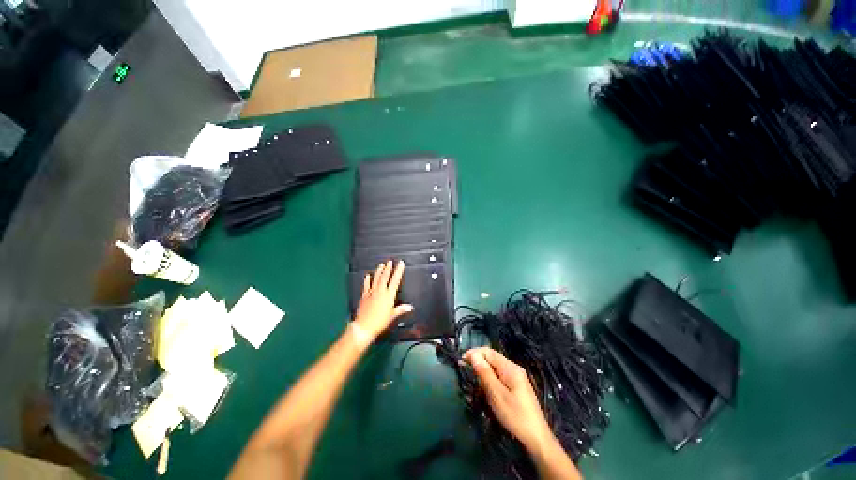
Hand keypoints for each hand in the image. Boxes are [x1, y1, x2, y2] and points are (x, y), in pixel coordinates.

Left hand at [353, 261, 412, 339]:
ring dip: (379, 271)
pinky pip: (366, 285)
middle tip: (390, 262)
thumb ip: (401, 309)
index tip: (400, 264)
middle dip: (388, 268)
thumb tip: (410, 307)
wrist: (364, 326)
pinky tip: (368, 275)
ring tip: (381, 265)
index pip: (395, 280)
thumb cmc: (380, 322)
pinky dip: (367, 280)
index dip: (398, 271)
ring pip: (376, 279)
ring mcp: (371, 293)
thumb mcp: (392, 315)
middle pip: (385, 277)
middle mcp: (380, 291)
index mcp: (389, 295)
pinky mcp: (364, 296)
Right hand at [464, 347, 553, 452]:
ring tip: (475, 386)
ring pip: (494, 368)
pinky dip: (489, 381)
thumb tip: (473, 355)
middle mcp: (513, 368)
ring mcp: (515, 377)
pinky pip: (499, 377)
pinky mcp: (515, 386)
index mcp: (510, 367)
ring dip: (483, 373)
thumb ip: (485, 373)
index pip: (488, 351)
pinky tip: (485, 391)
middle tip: (465, 373)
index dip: (474, 353)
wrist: (536, 438)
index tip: (461, 361)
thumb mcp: (496, 394)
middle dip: (477, 363)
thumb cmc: (515, 415)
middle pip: (491, 358)